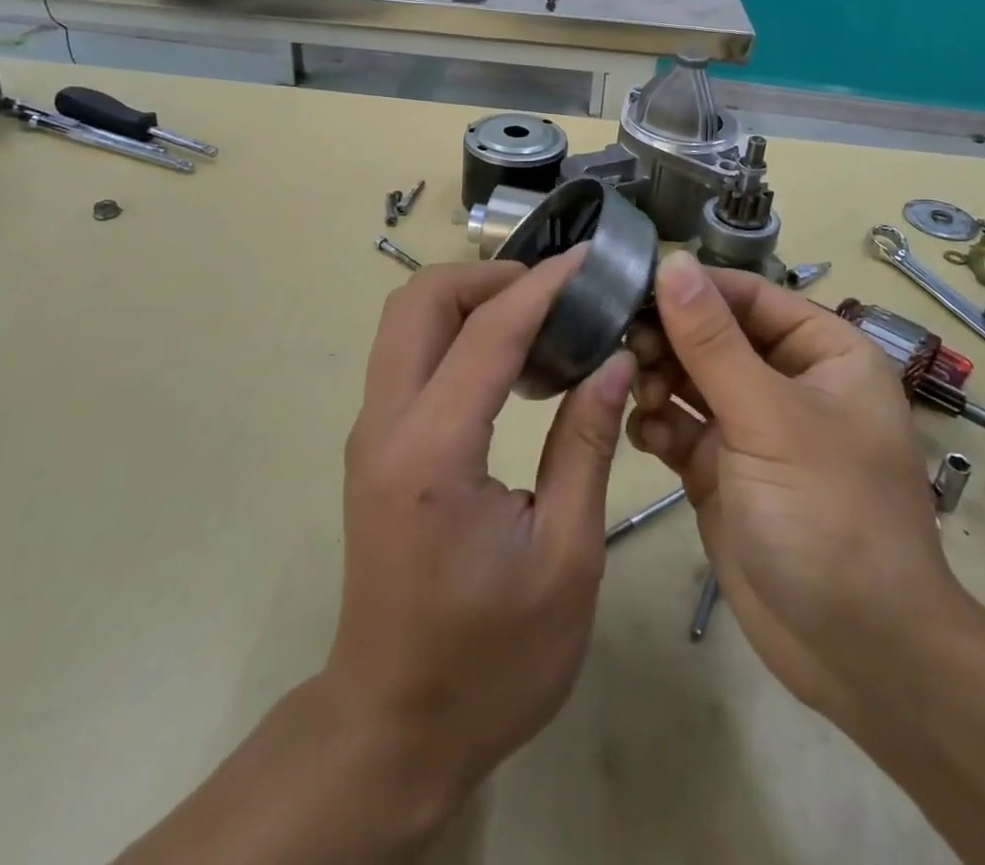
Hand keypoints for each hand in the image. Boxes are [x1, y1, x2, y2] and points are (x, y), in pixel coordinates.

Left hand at [327, 252, 635, 817]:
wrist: (395, 727)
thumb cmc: (492, 660)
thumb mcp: (565, 557)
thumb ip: (587, 444)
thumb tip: (613, 359)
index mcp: (432, 452)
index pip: (488, 332)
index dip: (542, 284)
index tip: (589, 258)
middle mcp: (385, 425)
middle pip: (420, 300)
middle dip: (490, 276)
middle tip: (558, 290)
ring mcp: (371, 432)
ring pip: (406, 320)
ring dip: (470, 298)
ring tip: (541, 315)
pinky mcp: (375, 444)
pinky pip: (409, 354)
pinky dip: (456, 330)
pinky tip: (510, 358)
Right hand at [626, 251, 969, 725]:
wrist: (857, 653)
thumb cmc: (829, 515)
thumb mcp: (769, 418)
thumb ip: (712, 340)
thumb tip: (673, 262)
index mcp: (823, 352)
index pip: (749, 296)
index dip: (692, 289)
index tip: (630, 288)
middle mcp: (787, 381)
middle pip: (713, 336)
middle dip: (669, 341)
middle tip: (625, 350)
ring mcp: (752, 428)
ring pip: (690, 379)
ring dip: (659, 382)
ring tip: (640, 397)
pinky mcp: (722, 470)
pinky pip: (680, 427)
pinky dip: (659, 425)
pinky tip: (648, 437)